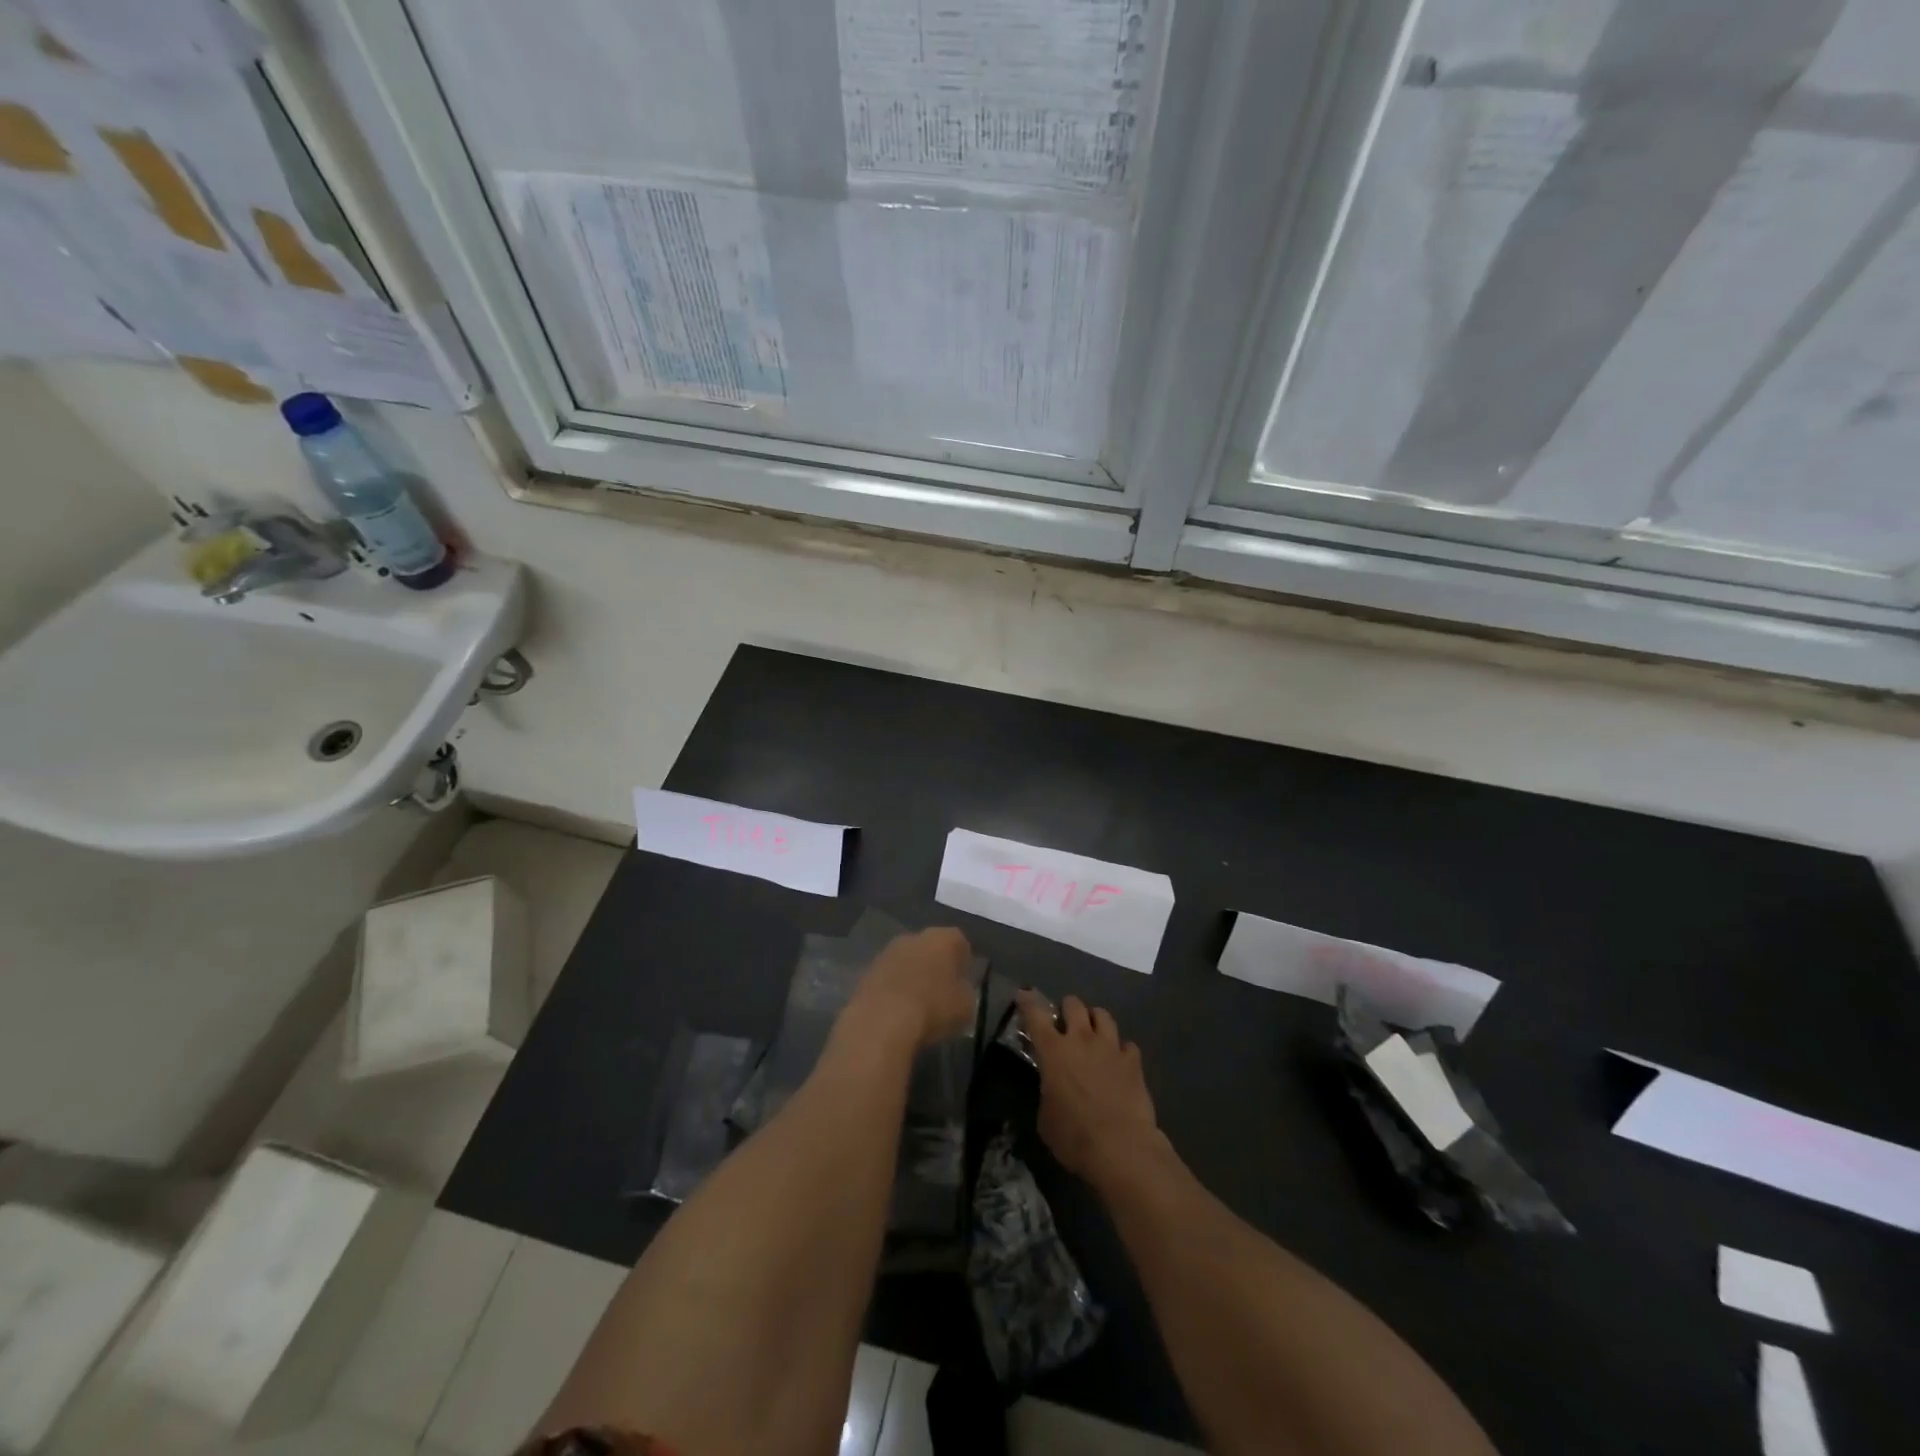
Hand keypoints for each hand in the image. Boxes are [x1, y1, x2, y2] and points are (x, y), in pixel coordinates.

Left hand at [846, 928, 977, 1048]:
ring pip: (907, 962)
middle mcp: (915, 936)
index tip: (964, 983)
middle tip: (941, 993)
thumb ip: (966, 993)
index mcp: (944, 938)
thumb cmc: (933, 1008)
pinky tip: (897, 1012)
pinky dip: (893, 990)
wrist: (882, 1021)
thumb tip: (959, 991)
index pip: (960, 943)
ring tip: (918, 1005)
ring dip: (912, 977)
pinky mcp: (866, 971)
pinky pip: (888, 978)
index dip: (964, 963)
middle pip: (930, 948)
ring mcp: (887, 952)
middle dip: (936, 966)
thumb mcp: (967, 1007)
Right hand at [1016, 991, 1162, 1182]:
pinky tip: (1119, 1062)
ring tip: (1094, 1033)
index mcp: (1054, 1052)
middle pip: (1074, 1004)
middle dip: (1068, 1009)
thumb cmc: (1074, 1137)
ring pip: (1103, 1015)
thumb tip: (1053, 1089)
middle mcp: (1081, 1040)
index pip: (1036, 1016)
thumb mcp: (1046, 1118)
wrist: (1121, 1148)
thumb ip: (1048, 1093)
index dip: (1028, 1002)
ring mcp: (1110, 1047)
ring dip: (1095, 1021)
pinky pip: (1127, 1044)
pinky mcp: (1134, 1062)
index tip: (1024, 995)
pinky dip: (1121, 1050)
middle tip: (1066, 1023)